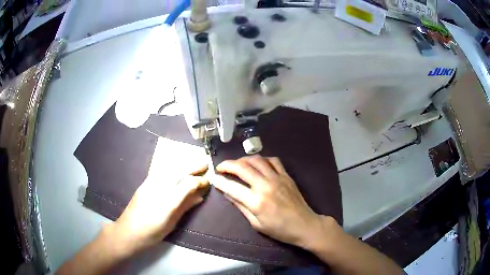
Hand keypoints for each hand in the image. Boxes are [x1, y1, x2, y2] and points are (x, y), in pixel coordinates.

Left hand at [109, 164, 208, 255]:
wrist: (129, 231)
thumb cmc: (153, 231)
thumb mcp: (173, 222)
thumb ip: (185, 206)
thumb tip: (199, 196)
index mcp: (169, 199)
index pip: (188, 183)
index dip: (199, 181)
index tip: (208, 181)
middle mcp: (160, 186)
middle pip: (179, 171)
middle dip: (193, 166)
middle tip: (205, 163)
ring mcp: (151, 183)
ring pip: (170, 168)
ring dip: (183, 164)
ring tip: (193, 163)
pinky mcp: (145, 183)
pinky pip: (161, 170)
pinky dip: (172, 166)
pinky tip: (176, 168)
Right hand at [212, 155, 336, 248]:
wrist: (304, 225)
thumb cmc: (279, 229)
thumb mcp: (256, 224)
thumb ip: (241, 207)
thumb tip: (228, 194)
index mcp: (256, 201)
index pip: (232, 187)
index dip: (219, 181)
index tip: (213, 177)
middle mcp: (265, 185)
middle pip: (242, 167)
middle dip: (227, 165)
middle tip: (220, 167)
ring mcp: (277, 178)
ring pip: (256, 160)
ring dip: (243, 159)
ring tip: (237, 165)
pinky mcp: (286, 175)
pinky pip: (273, 160)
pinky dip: (262, 159)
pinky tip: (258, 165)